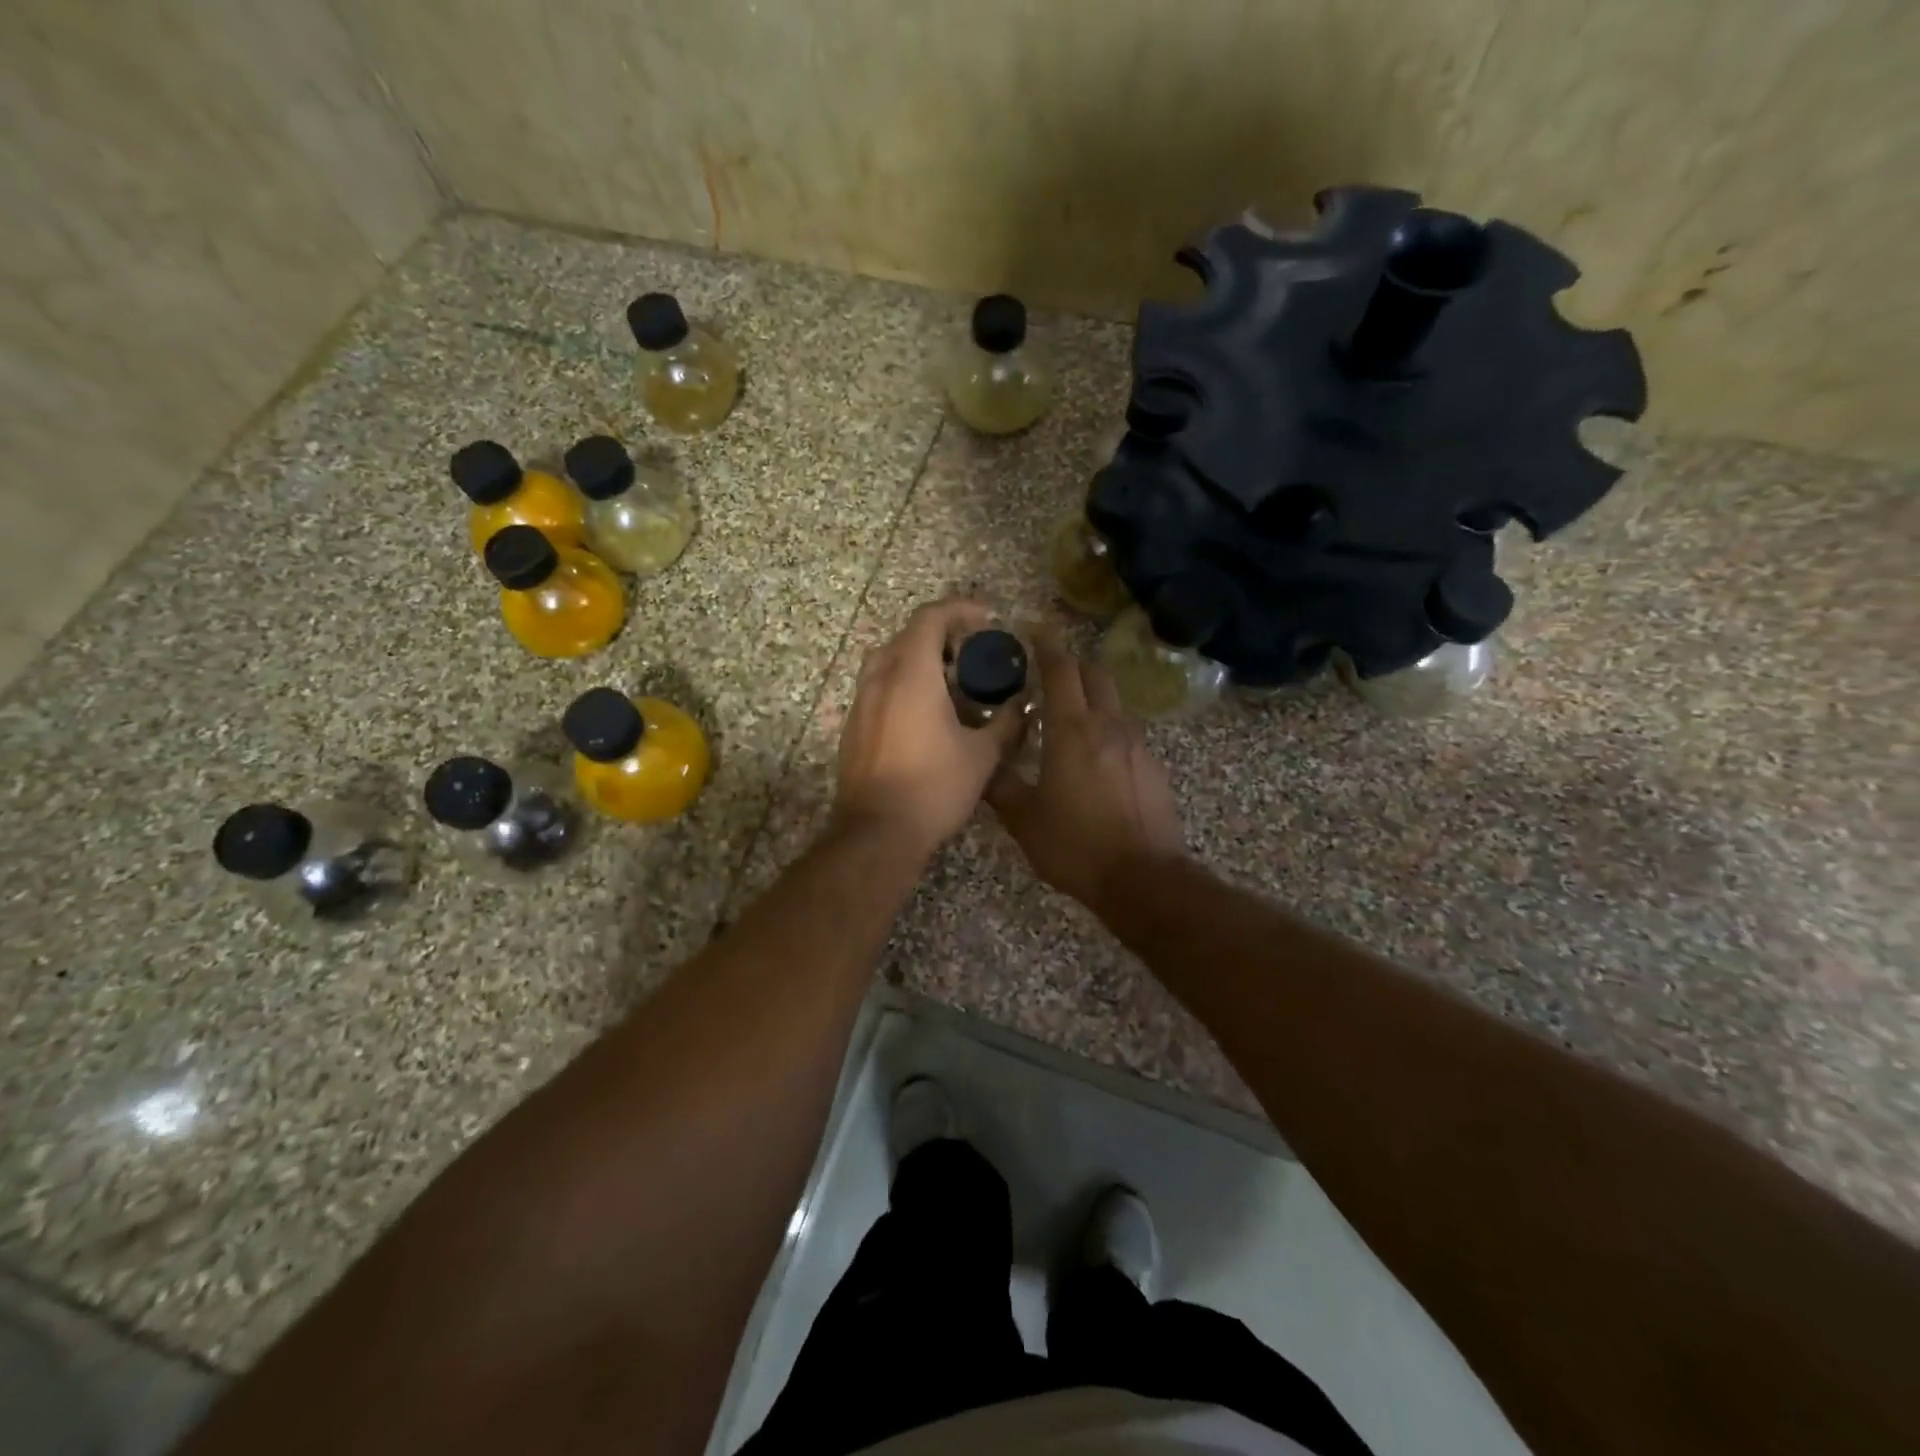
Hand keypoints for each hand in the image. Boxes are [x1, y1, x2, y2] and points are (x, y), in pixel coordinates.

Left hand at [833, 599, 1023, 858]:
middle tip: (971, 654)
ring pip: (888, 662)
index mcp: (911, 674)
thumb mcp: (982, 756)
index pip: (931, 618)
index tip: (987, 619)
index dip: (960, 609)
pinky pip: (878, 689)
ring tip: (950, 683)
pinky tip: (926, 716)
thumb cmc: (934, 788)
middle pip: (907, 636)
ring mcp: (861, 704)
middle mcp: (880, 679)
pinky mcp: (853, 728)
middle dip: (941, 636)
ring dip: (919, 660)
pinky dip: (902, 686)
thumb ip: (1007, 724)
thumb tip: (1025, 707)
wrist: (877, 833)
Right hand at [987, 632, 1186, 910]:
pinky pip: (1126, 731)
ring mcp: (1137, 744)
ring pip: (1113, 702)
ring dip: (1090, 697)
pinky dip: (1107, 728)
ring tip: (1068, 715)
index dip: (1047, 644)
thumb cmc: (1076, 846)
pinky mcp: (1153, 766)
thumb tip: (981, 766)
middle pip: (1094, 675)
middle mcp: (1109, 725)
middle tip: (1047, 671)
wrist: (1144, 879)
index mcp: (1073, 730)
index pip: (1061, 670)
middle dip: (1071, 665)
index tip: (1034, 629)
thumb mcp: (1025, 820)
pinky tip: (1094, 756)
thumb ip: (1000, 786)